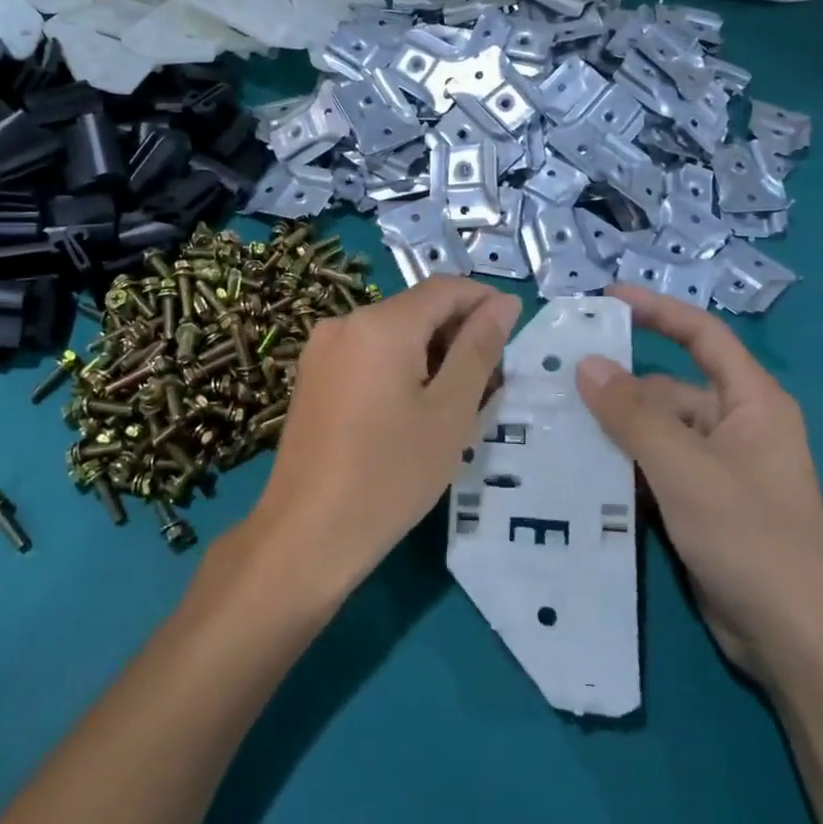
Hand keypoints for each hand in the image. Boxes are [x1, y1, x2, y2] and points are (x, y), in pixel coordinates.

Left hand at [247, 278, 520, 603]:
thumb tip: (503, 303)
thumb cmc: (390, 474)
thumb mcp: (450, 412)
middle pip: (416, 309)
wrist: (307, 534)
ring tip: (457, 401)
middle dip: (458, 333)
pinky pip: (367, 354)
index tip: (514, 330)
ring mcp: (322, 349)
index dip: (485, 301)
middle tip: (491, 382)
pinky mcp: (312, 376)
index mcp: (381, 324)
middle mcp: (346, 322)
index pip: (445, 289)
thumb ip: (479, 349)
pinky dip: (399, 366)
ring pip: (392, 333)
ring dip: (430, 352)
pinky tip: (414, 409)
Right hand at [576, 284, 822, 682]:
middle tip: (556, 389)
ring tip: (555, 429)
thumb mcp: (685, 468)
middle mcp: (735, 425)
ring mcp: (717, 467)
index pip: (702, 336)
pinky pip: (653, 468)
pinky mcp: (700, 502)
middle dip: (617, 391)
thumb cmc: (750, 537)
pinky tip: (580, 471)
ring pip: (654, 432)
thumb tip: (586, 363)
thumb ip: (633, 415)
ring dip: (613, 433)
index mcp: (751, 401)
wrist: (791, 639)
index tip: (606, 298)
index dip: (657, 311)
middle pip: (666, 390)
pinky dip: (622, 466)